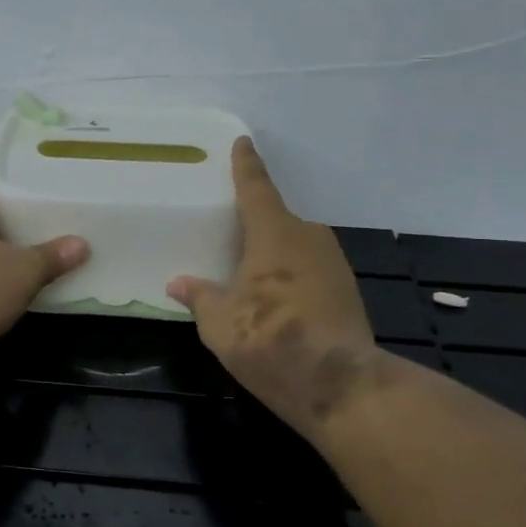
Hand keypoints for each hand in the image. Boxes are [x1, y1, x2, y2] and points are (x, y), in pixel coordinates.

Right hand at [168, 138, 386, 436]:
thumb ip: (200, 297)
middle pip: (277, 219)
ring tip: (250, 273)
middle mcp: (308, 236)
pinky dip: (291, 276)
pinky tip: (277, 300)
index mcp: (274, 232)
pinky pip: (310, 269)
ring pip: (295, 246)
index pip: (255, 188)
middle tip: (230, 233)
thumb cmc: (269, 340)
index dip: (245, 165)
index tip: (243, 142)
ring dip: (274, 254)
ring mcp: (334, 263)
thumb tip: (178, 283)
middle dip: (255, 224)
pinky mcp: (347, 290)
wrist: (339, 384)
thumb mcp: (220, 322)